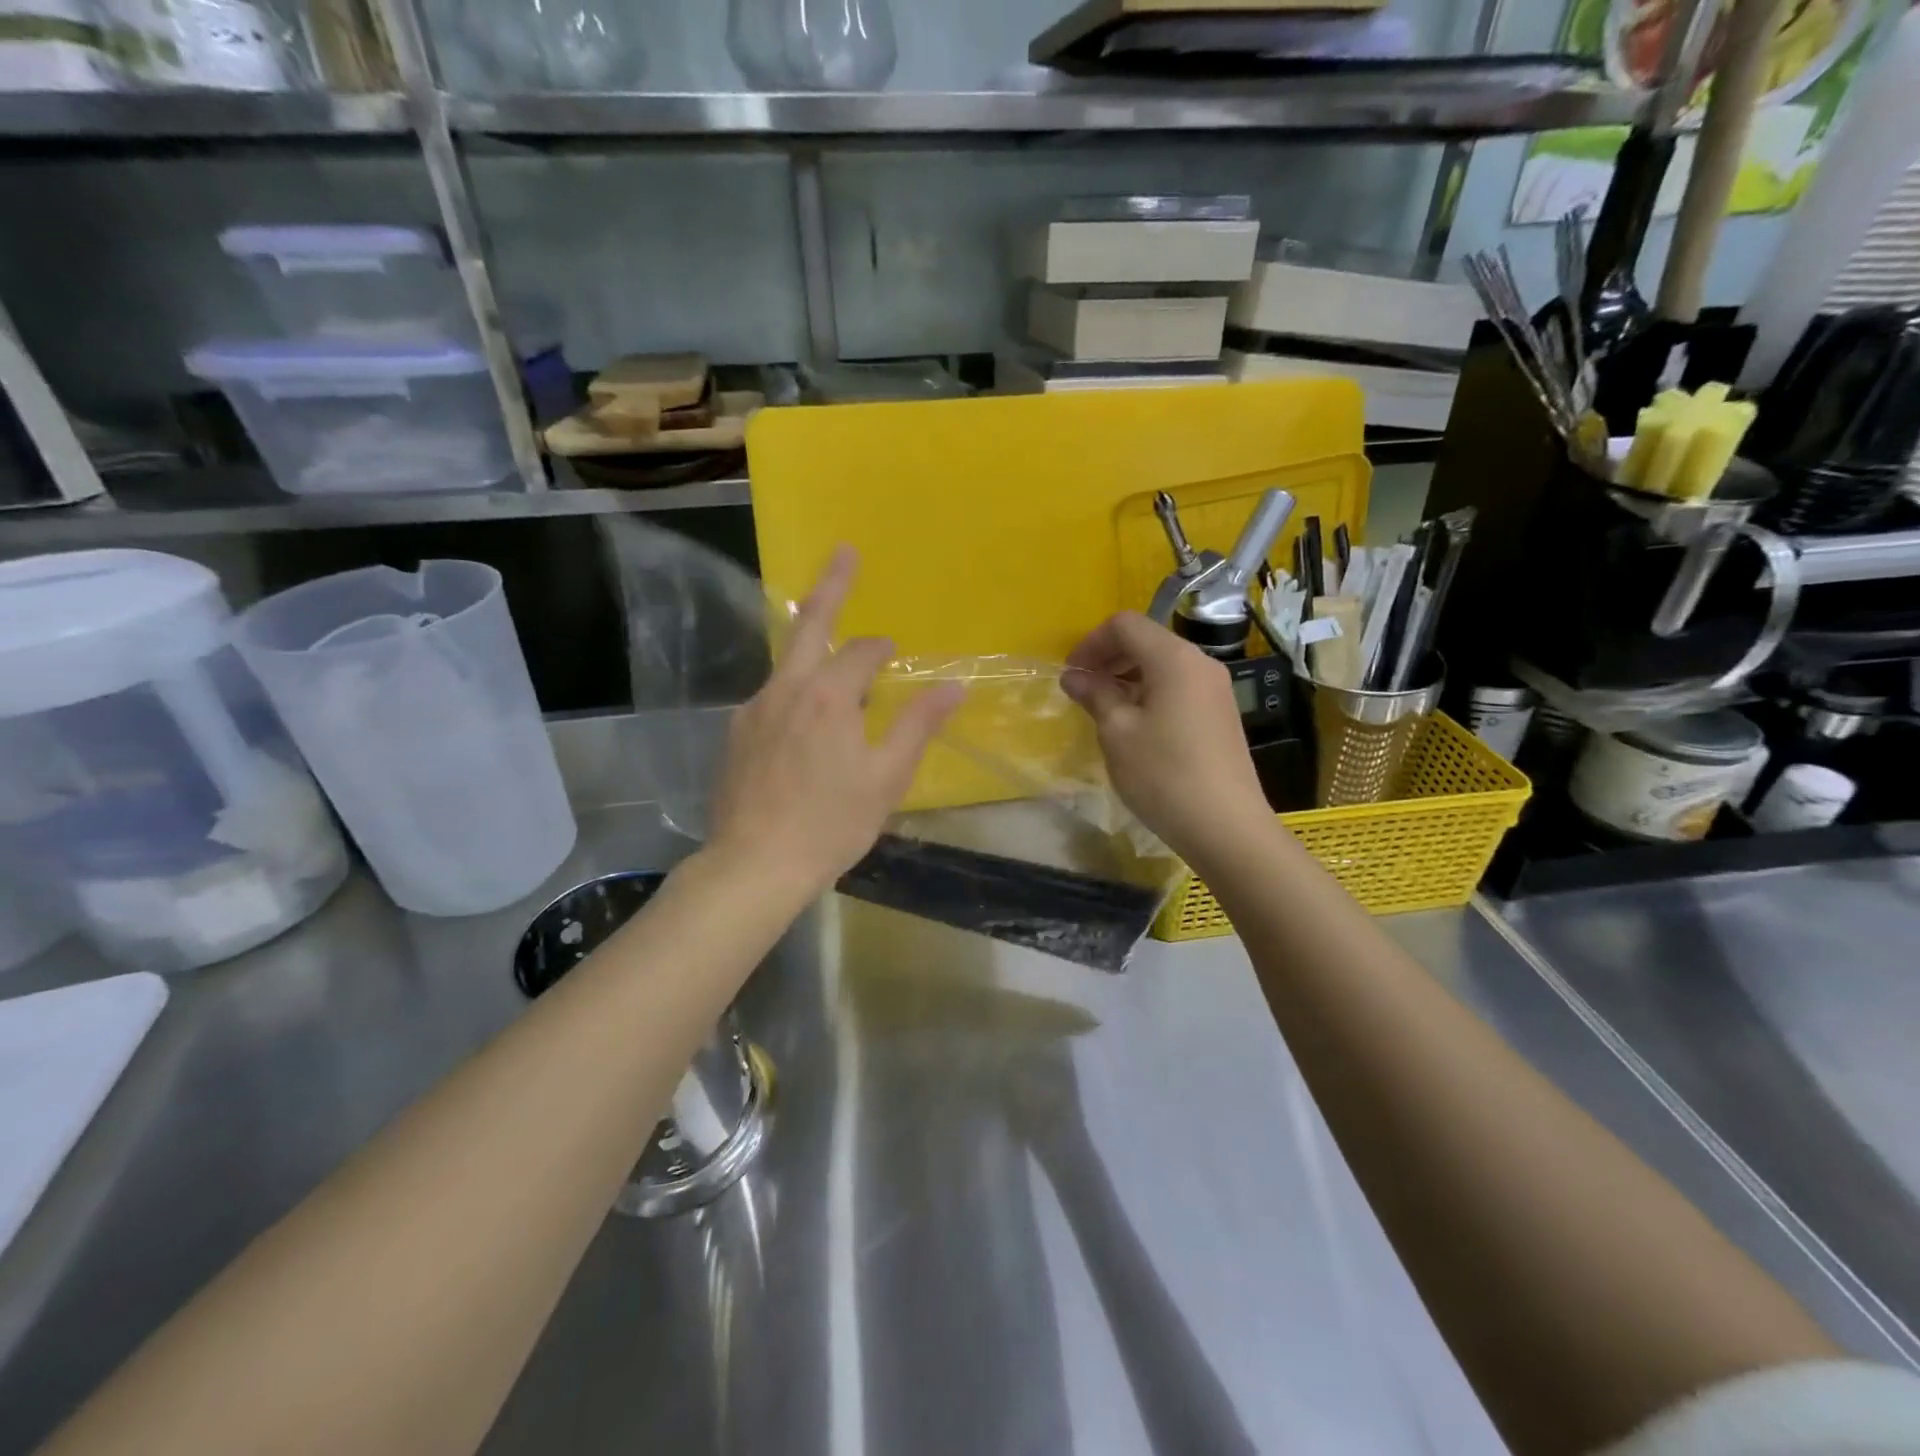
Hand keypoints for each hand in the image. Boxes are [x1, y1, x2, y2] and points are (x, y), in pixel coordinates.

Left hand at [704, 547, 962, 900]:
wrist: (755, 864)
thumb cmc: (832, 823)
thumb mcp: (887, 777)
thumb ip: (918, 725)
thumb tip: (954, 686)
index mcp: (829, 695)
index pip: (863, 651)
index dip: (882, 650)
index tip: (893, 656)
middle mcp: (785, 688)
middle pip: (809, 625)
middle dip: (831, 585)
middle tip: (844, 551)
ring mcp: (753, 709)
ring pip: (787, 664)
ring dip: (810, 648)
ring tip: (827, 650)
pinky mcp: (736, 734)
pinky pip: (771, 698)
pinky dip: (792, 694)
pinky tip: (801, 726)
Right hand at [1060, 612, 1271, 869]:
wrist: (1226, 826)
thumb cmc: (1163, 774)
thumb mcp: (1117, 732)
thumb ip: (1095, 694)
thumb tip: (1075, 676)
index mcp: (1174, 658)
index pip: (1125, 625)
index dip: (1091, 643)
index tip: (1071, 674)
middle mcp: (1200, 663)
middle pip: (1147, 641)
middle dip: (1109, 658)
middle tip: (1083, 690)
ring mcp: (1216, 689)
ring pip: (1163, 666)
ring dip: (1128, 678)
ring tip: (1105, 710)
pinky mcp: (1221, 714)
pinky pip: (1179, 688)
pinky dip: (1150, 694)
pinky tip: (1135, 727)